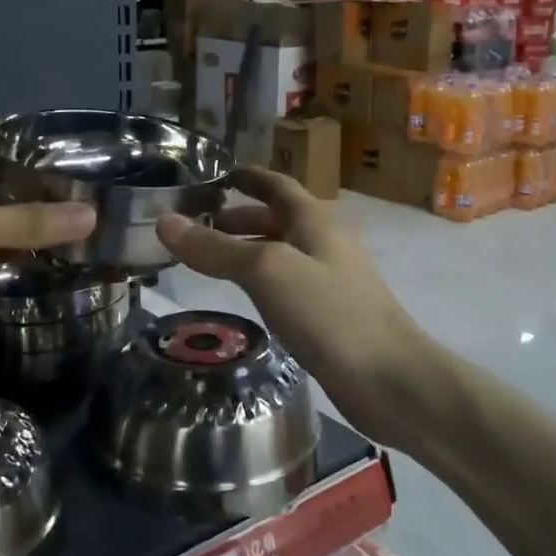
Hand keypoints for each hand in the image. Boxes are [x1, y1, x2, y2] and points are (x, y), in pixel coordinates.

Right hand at [157, 168, 430, 453]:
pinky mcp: (328, 317)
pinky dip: (259, 282)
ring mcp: (328, 282)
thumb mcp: (267, 271)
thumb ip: (216, 247)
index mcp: (314, 220)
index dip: (247, 176)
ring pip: (280, 254)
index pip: (276, 184)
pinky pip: (285, 286)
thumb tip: (164, 221)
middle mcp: (323, 244)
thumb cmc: (330, 313)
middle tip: (198, 223)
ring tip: (208, 261)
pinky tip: (242, 300)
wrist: (392, 382)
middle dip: (239, 217)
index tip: (214, 174)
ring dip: (246, 250)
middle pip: (277, 219)